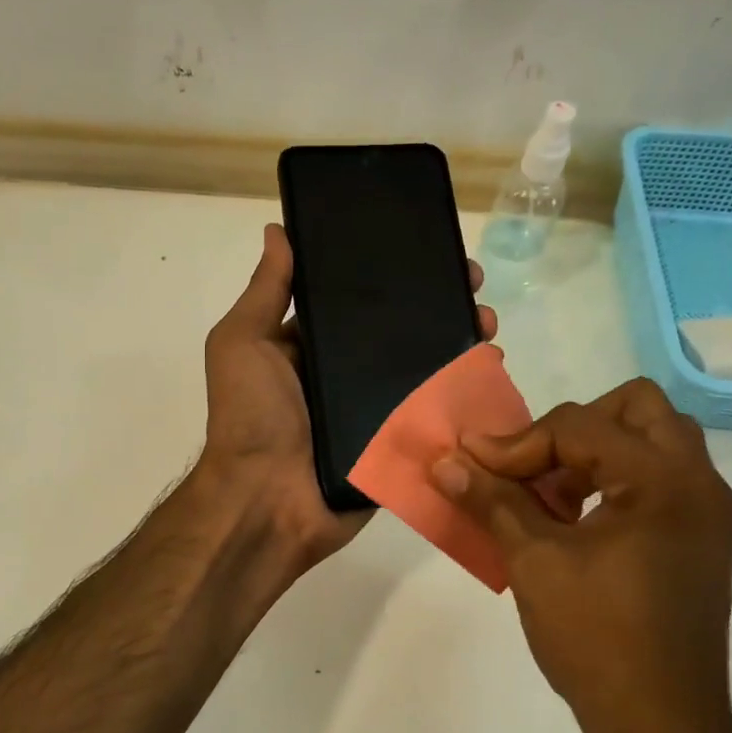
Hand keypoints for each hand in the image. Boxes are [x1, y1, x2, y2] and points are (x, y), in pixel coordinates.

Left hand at [198, 222, 496, 572]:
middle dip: (439, 305)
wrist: (267, 502)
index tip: (430, 249)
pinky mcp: (397, 445)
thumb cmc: (251, 416)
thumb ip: (266, 292)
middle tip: (474, 286)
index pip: (358, 301)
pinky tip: (489, 370)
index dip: (393, 275)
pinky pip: (434, 415)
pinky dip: (462, 394)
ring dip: (459, 343)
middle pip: (401, 332)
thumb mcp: (243, 343)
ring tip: (487, 323)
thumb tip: (278, 231)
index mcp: (311, 347)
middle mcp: (345, 376)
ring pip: (424, 370)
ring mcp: (375, 412)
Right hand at [430, 379, 731, 732]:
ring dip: (595, 450)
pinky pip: (658, 476)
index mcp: (662, 481)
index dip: (516, 443)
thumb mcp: (532, 562)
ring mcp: (706, 510)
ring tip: (549, 495)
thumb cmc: (595, 639)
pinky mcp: (700, 536)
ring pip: (652, 439)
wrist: (661, 723)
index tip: (472, 465)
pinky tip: (574, 519)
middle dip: (572, 426)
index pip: (579, 427)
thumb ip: (490, 500)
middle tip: (531, 465)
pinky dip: (614, 478)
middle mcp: (698, 482)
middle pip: (635, 408)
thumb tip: (444, 461)